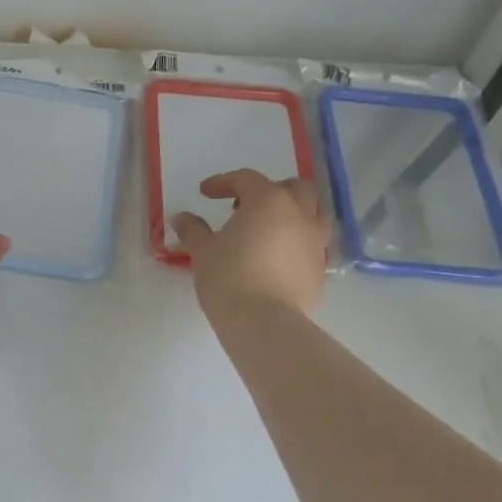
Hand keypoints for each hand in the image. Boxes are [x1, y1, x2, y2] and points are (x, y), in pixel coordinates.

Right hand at [170, 169, 330, 318]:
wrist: (264, 322)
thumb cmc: (229, 277)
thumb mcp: (202, 251)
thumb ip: (193, 230)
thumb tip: (181, 218)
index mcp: (268, 201)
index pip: (246, 179)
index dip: (223, 182)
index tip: (205, 193)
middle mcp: (298, 214)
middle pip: (292, 187)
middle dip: (269, 190)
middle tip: (244, 207)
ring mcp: (315, 241)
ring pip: (313, 213)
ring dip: (293, 213)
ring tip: (270, 229)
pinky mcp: (320, 268)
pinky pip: (313, 244)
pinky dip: (297, 242)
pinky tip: (278, 258)